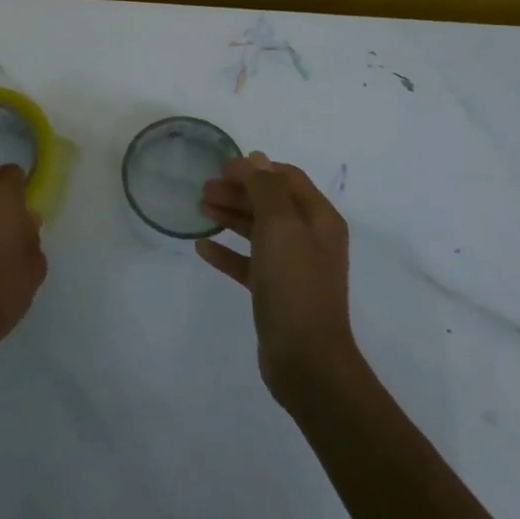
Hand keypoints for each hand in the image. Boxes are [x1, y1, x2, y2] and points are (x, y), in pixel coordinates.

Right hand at [197, 152, 356, 404]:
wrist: (305, 358)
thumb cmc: (294, 284)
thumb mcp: (281, 226)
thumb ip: (267, 188)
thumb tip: (256, 159)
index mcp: (319, 219)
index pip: (287, 178)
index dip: (255, 169)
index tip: (221, 169)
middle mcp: (310, 238)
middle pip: (270, 202)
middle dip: (238, 191)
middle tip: (204, 189)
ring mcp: (293, 267)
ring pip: (258, 230)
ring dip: (230, 215)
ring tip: (200, 208)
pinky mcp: (275, 292)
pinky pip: (248, 262)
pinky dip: (227, 251)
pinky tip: (202, 247)